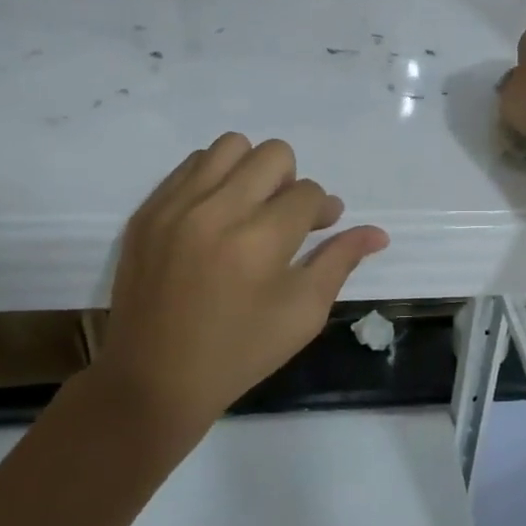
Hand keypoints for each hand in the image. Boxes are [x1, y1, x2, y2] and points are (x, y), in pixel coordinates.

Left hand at [97, 134, 388, 433]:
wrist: (154, 379)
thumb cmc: (239, 352)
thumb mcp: (302, 314)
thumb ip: (339, 262)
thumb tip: (377, 233)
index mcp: (259, 241)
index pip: (308, 193)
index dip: (322, 209)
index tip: (320, 227)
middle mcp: (216, 210)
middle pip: (273, 154)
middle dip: (290, 181)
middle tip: (284, 216)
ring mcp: (175, 206)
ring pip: (229, 146)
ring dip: (250, 170)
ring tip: (249, 207)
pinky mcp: (148, 210)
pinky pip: (190, 165)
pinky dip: (213, 178)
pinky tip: (216, 214)